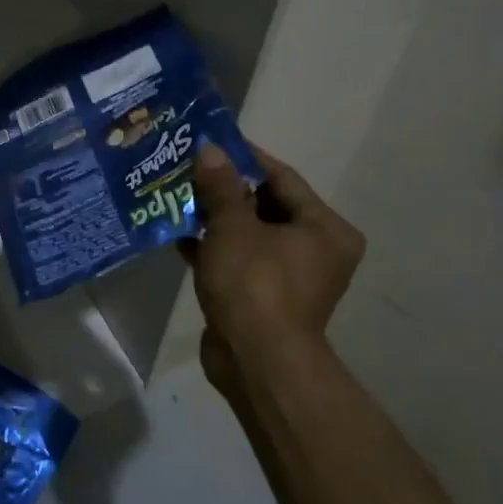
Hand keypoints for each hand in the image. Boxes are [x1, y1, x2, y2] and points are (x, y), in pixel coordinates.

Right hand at [184, 142, 365, 395]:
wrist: (256, 362)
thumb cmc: (255, 284)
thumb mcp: (233, 227)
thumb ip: (220, 186)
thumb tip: (210, 148)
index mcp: (325, 228)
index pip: (282, 178)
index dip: (246, 157)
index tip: (212, 141)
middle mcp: (316, 250)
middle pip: (265, 205)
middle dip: (225, 189)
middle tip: (188, 169)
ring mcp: (291, 276)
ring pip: (249, 234)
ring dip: (215, 219)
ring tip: (177, 198)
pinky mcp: (265, 297)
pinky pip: (239, 260)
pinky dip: (213, 249)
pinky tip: (178, 235)